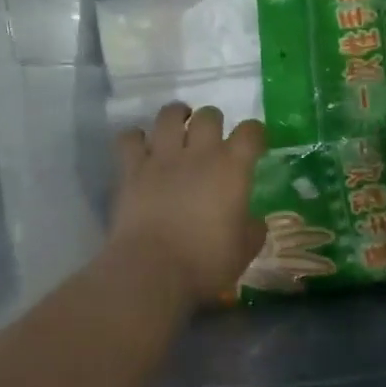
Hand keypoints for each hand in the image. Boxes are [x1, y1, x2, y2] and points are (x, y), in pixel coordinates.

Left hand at [111, 105, 266, 304]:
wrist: (152, 271)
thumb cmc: (207, 262)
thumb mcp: (245, 250)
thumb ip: (253, 228)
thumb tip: (253, 220)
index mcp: (233, 168)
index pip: (251, 132)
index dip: (256, 133)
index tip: (255, 144)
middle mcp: (199, 153)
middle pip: (209, 115)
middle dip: (213, 121)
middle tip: (212, 137)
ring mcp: (162, 157)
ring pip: (169, 115)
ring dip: (176, 116)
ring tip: (178, 126)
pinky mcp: (131, 169)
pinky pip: (129, 138)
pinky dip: (136, 138)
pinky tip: (141, 148)